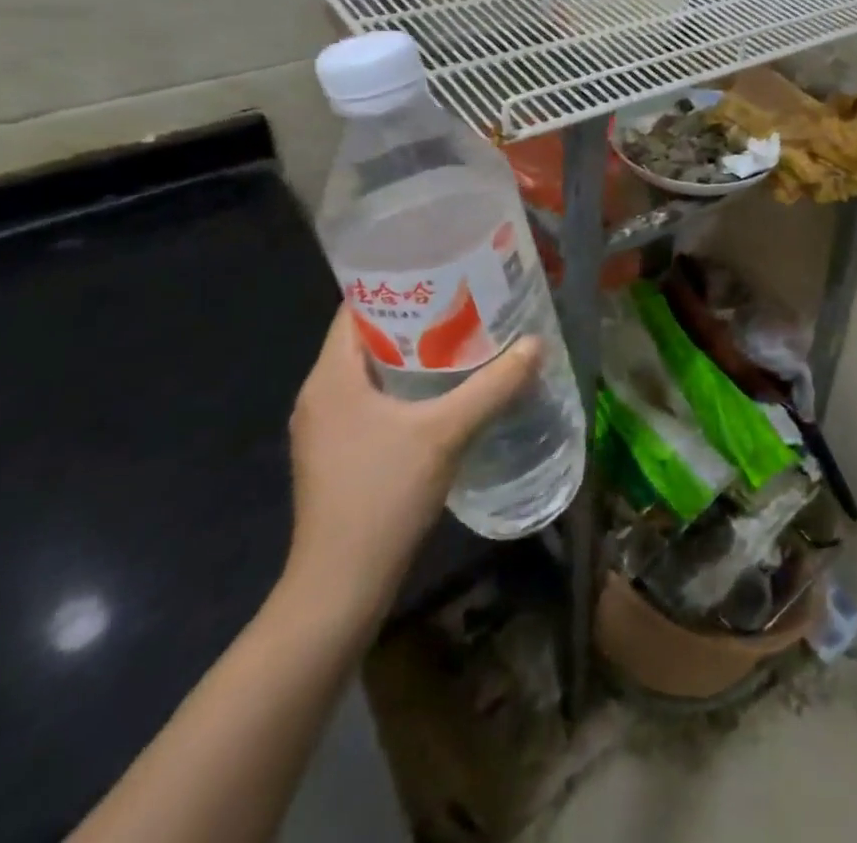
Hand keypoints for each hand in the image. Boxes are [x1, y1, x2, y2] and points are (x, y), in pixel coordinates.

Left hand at [282, 306, 541, 627]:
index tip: (443, 270)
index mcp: (331, 378)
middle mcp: (320, 394)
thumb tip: (536, 344)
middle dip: (417, 316)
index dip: (398, 284)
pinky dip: (406, 384)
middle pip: (368, 336)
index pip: (356, 308)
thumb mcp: (447, 433)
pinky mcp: (338, 452)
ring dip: (414, 352)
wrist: (340, 586)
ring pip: (372, 370)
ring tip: (464, 336)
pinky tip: (445, 389)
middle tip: (467, 299)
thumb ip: (493, 386)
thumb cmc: (383, 496)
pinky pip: (372, 398)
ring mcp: (325, 427)